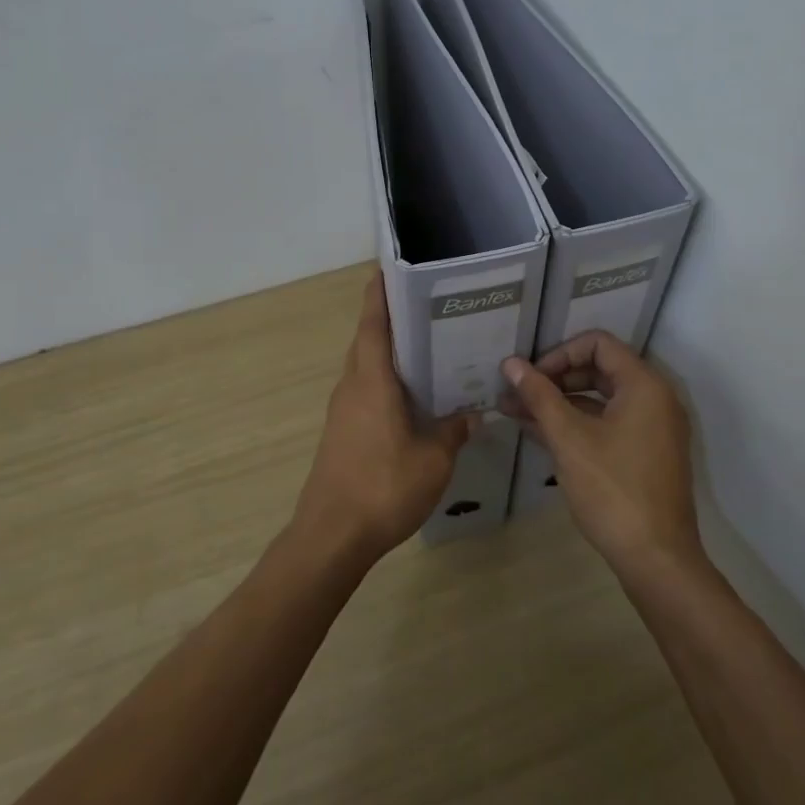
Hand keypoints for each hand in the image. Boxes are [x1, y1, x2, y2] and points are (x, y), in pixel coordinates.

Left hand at [295, 274, 476, 563]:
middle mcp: (352, 386)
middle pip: (368, 341)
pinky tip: (413, 399)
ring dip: (389, 354)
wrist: (332, 535)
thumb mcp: (433, 459)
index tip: (388, 268)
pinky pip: (365, 392)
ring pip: (366, 368)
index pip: (373, 323)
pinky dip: (386, 383)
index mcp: (371, 380)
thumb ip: (453, 431)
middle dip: (391, 320)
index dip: (379, 294)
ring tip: (429, 349)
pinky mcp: (341, 433)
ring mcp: (342, 411)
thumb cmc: (383, 487)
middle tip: (428, 308)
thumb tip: (472, 414)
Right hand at [501, 332, 702, 580]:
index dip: (559, 354)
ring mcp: (652, 428)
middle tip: (516, 395)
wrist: (657, 559)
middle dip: (554, 379)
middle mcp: (654, 399)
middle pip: (598, 369)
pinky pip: (607, 423)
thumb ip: (539, 396)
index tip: (530, 378)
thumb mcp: (569, 438)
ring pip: (599, 400)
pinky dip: (576, 424)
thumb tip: (511, 363)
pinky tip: (538, 433)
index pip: (598, 344)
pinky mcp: (645, 454)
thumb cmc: (612, 490)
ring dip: (559, 403)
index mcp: (644, 385)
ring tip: (514, 413)